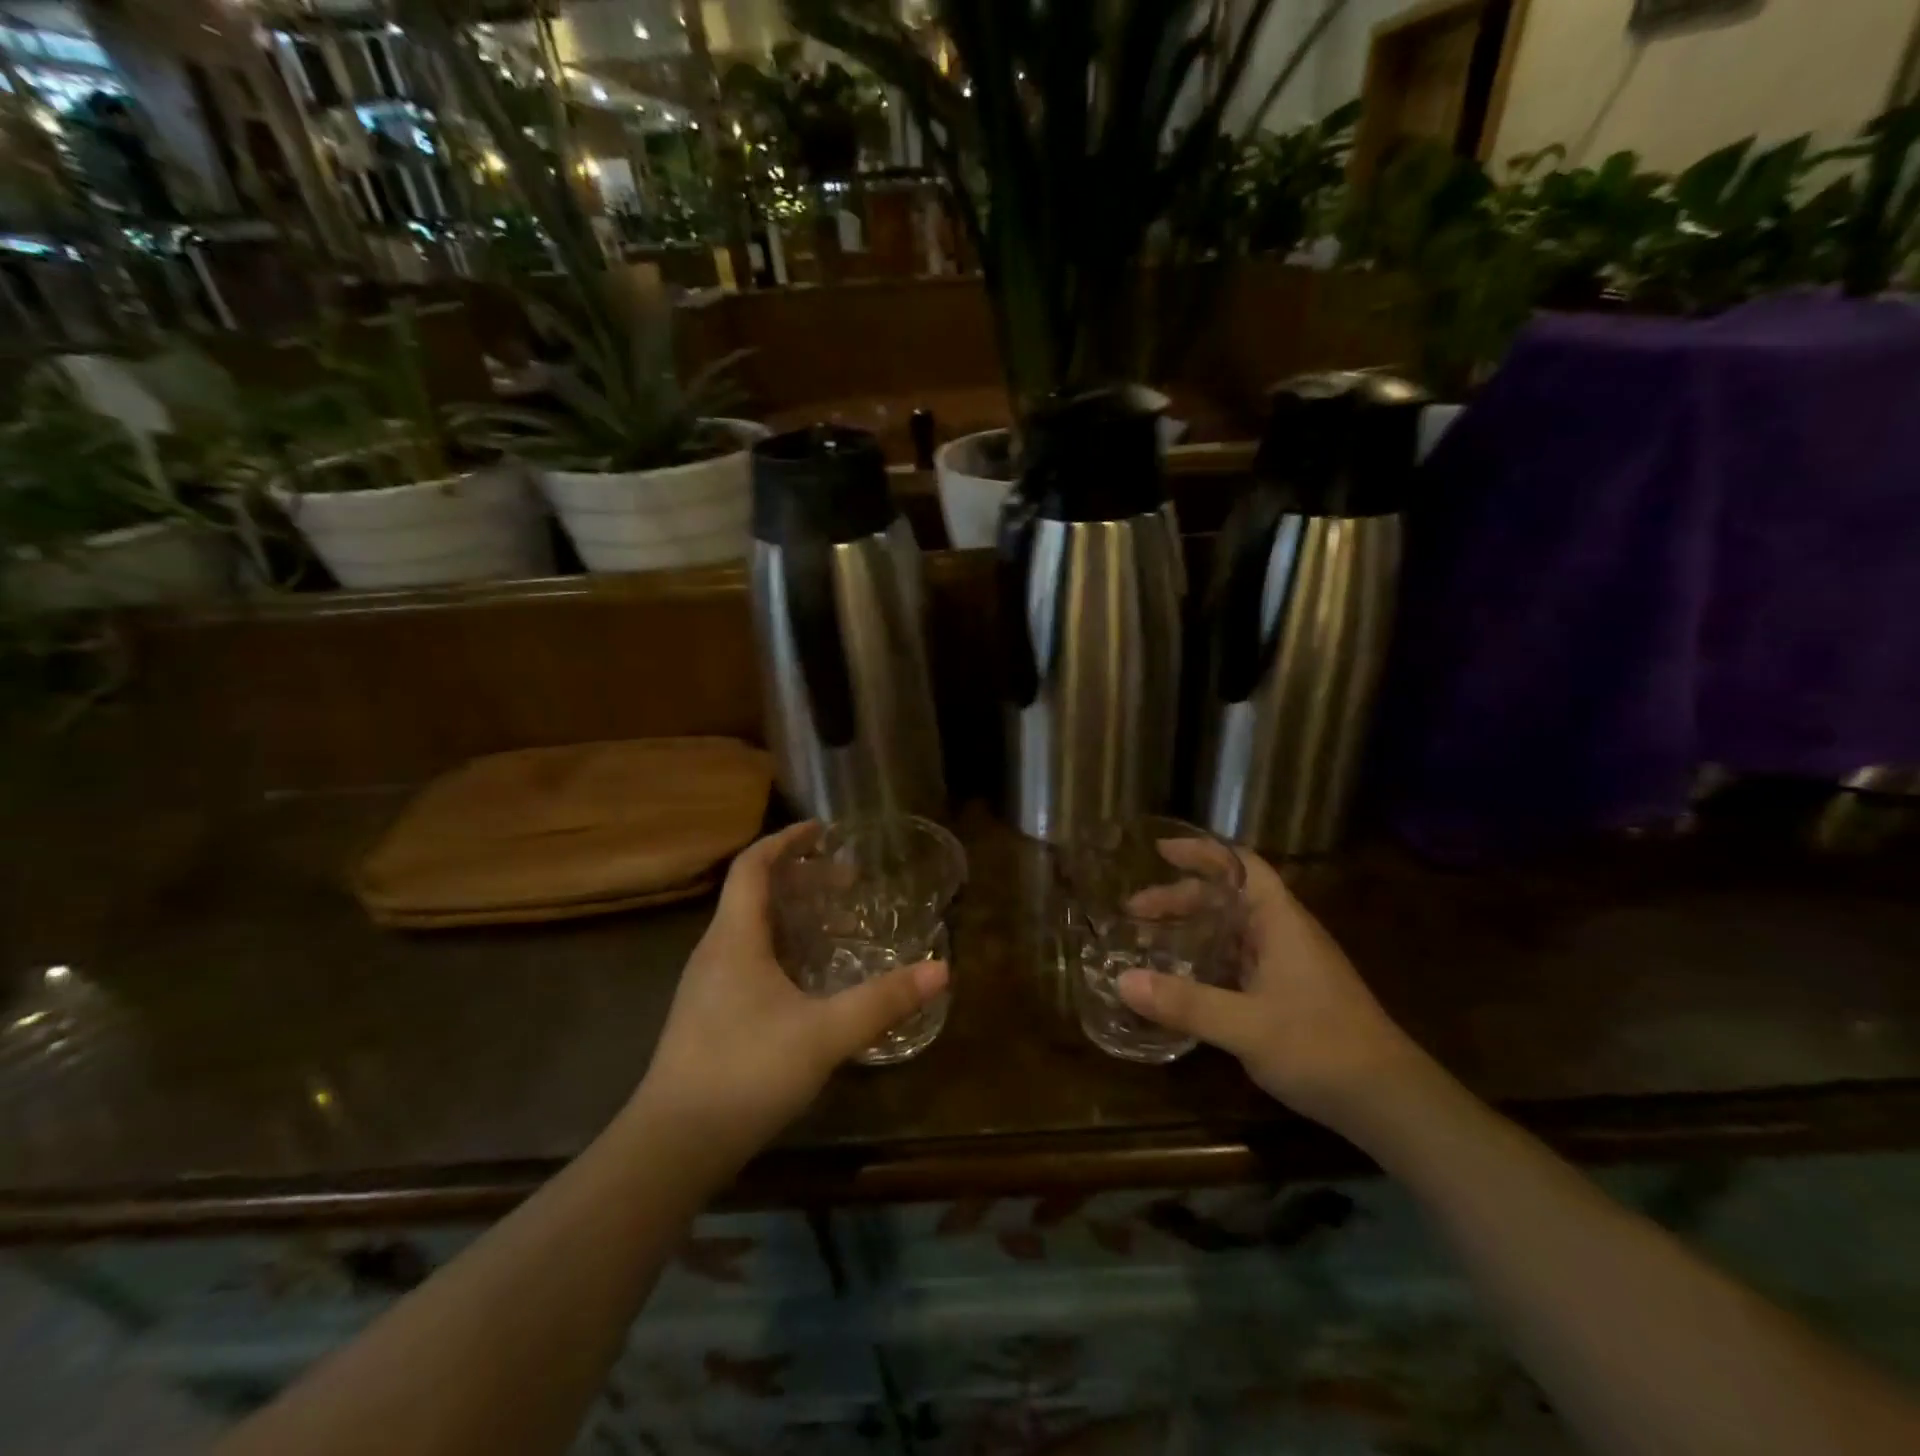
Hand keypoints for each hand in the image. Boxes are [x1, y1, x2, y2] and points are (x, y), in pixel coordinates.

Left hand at [630, 823, 947, 1167]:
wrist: (673, 1146)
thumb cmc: (746, 1071)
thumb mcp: (825, 1033)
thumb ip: (883, 1000)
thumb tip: (940, 970)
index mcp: (734, 938)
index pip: (753, 866)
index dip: (784, 840)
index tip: (821, 830)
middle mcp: (715, 952)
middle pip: (754, 894)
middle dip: (800, 879)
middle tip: (846, 883)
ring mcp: (706, 987)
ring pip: (750, 929)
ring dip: (792, 916)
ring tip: (836, 925)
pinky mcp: (707, 1017)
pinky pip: (748, 960)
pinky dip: (782, 949)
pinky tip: (809, 981)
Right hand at [1116, 846, 1425, 1133]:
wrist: (1390, 1102)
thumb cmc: (1322, 1048)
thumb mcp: (1246, 1026)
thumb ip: (1185, 1003)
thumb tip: (1121, 981)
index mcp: (1280, 922)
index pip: (1240, 865)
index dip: (1201, 852)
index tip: (1158, 851)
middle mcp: (1283, 934)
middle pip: (1227, 899)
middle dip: (1180, 899)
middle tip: (1133, 913)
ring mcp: (1288, 966)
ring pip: (1231, 932)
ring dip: (1191, 931)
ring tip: (1147, 943)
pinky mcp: (1287, 995)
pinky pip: (1237, 962)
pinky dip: (1205, 961)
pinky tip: (1181, 982)